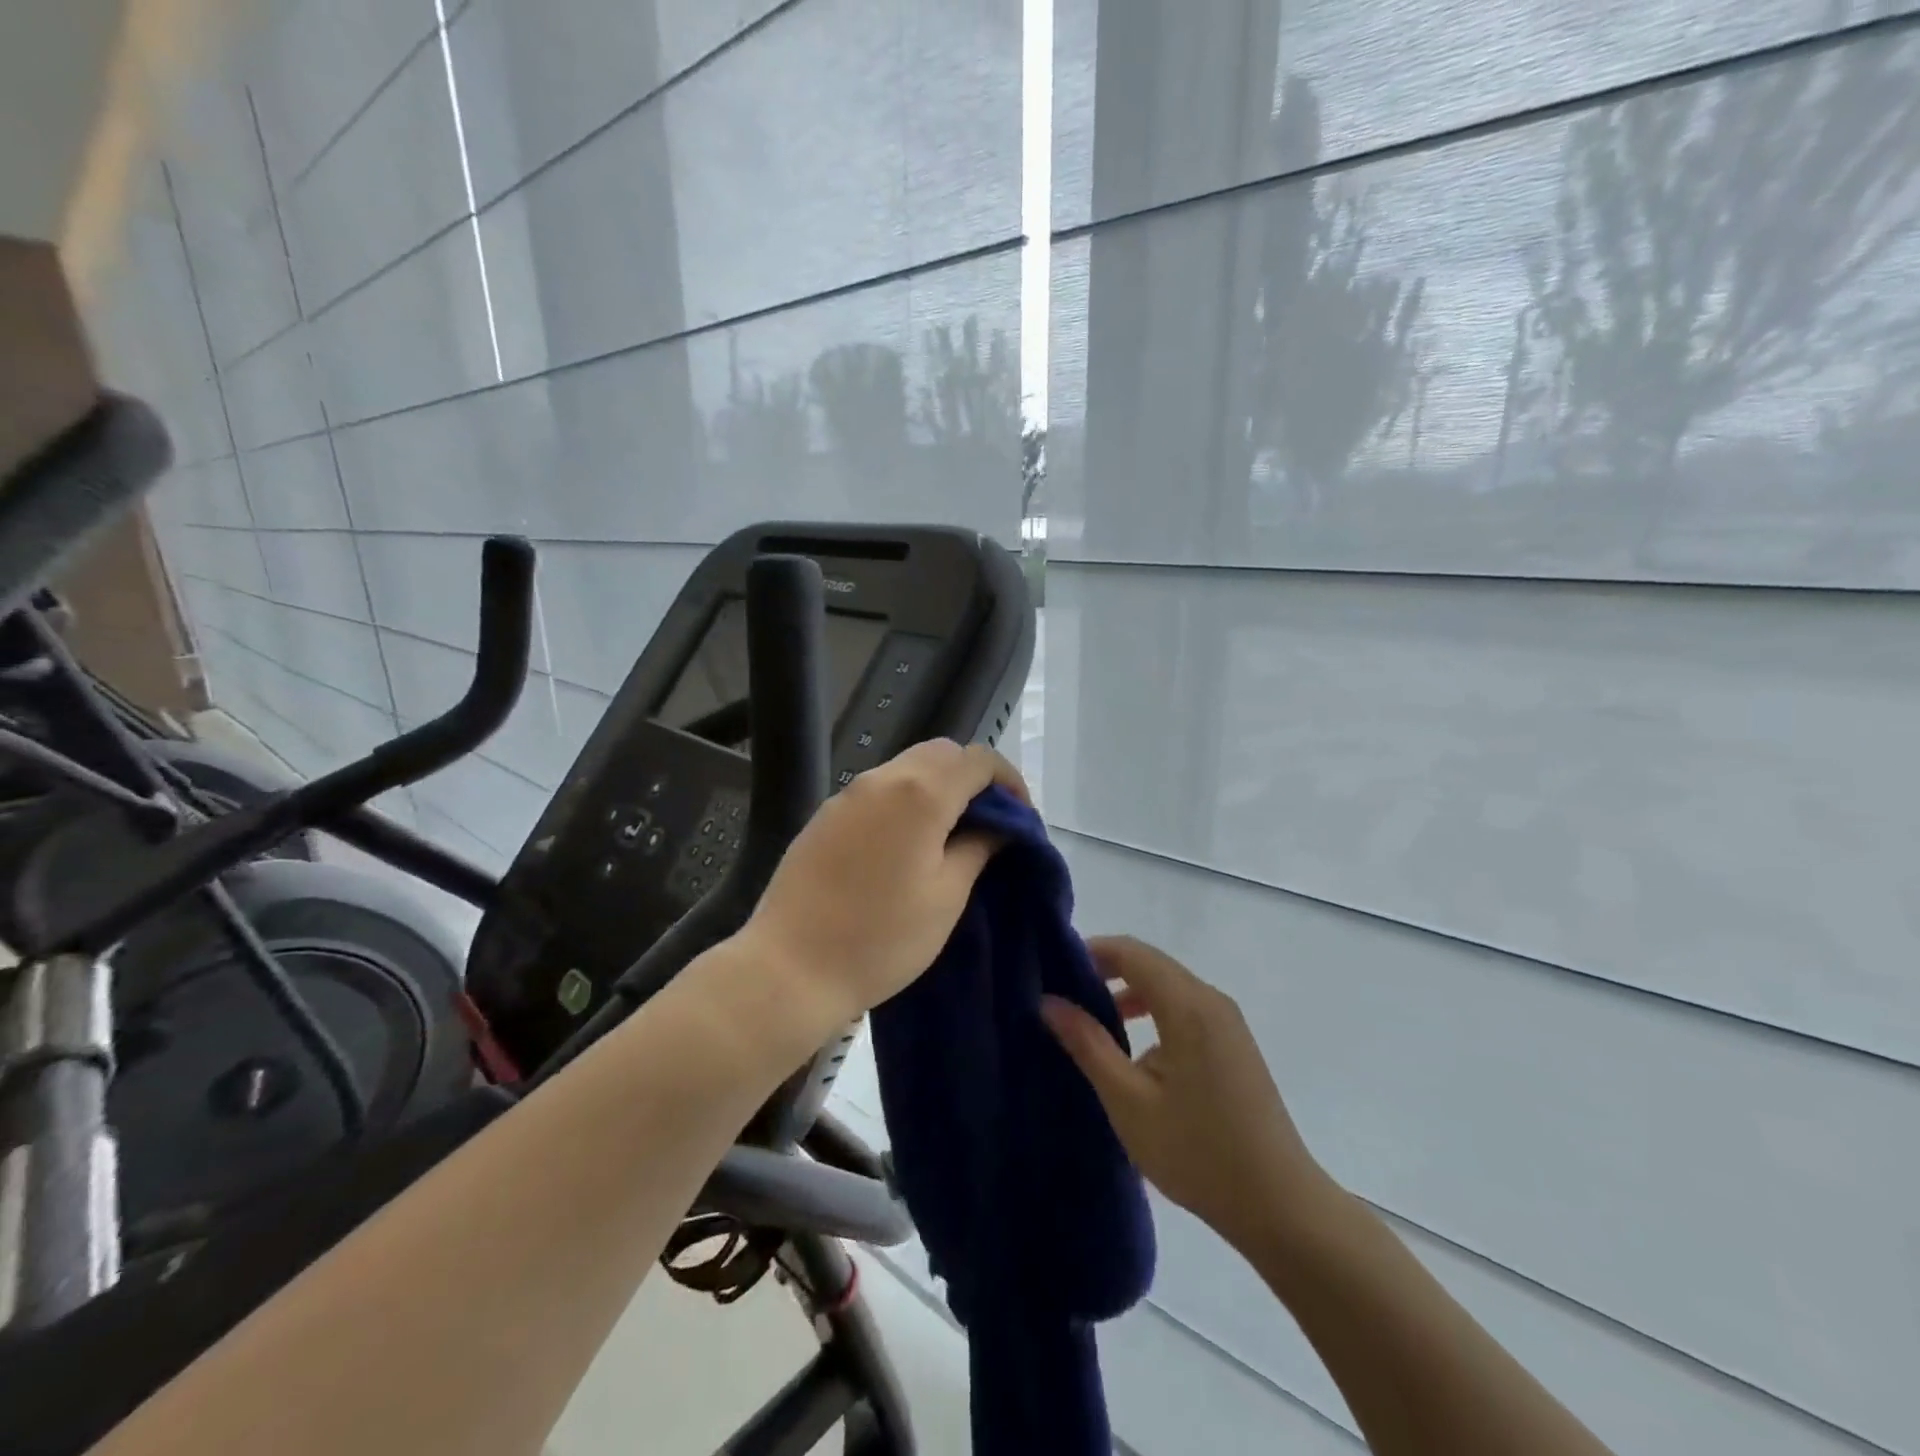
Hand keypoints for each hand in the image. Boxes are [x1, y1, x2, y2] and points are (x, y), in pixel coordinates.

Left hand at [737, 739, 1027, 1027]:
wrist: (790, 967)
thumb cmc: (881, 938)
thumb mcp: (946, 896)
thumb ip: (978, 848)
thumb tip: (998, 826)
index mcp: (921, 793)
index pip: (979, 760)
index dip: (1009, 781)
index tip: (1020, 818)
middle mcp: (883, 778)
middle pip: (942, 753)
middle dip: (973, 778)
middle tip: (987, 824)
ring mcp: (848, 794)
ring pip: (907, 767)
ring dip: (938, 787)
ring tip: (950, 835)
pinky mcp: (825, 815)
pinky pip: (878, 790)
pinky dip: (905, 800)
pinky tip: (905, 845)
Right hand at [1042, 936, 1339, 1255]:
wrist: (1281, 1206)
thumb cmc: (1198, 1152)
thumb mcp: (1129, 1101)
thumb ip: (1088, 1044)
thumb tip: (1049, 1002)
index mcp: (1188, 1006)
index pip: (1132, 952)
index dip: (1091, 952)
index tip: (1053, 970)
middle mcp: (1211, 1001)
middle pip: (1151, 964)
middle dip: (1106, 972)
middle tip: (1064, 996)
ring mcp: (1228, 1023)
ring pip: (1168, 987)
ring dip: (1129, 994)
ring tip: (1092, 1024)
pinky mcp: (1234, 1044)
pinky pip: (1185, 1009)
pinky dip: (1153, 1014)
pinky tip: (1135, 1055)